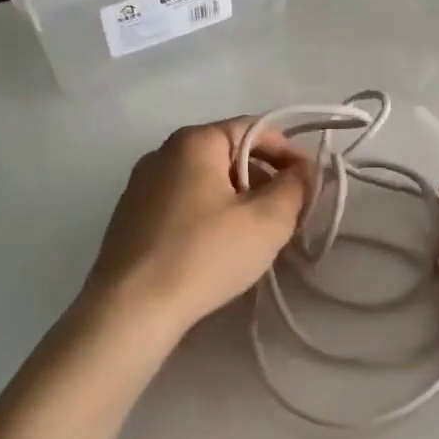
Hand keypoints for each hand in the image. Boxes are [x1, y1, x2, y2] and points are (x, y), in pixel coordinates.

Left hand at [86, 118, 309, 336]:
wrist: (130, 309)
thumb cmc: (205, 255)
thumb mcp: (267, 222)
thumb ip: (295, 188)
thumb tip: (305, 170)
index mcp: (194, 142)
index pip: (253, 128)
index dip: (289, 152)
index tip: (309, 183)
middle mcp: (162, 153)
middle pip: (227, 153)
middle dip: (263, 178)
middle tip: (287, 212)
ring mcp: (140, 185)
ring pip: (203, 180)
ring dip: (236, 198)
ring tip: (255, 234)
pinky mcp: (129, 217)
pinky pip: (181, 202)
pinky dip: (207, 213)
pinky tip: (216, 247)